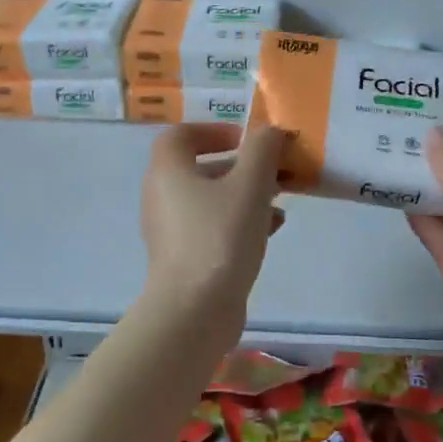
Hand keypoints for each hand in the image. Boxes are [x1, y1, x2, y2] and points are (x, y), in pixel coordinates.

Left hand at [139, 122, 286, 322]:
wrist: (195, 311)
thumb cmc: (220, 237)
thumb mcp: (250, 185)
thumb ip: (262, 150)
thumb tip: (270, 131)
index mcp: (168, 171)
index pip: (181, 135)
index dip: (214, 130)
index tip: (247, 140)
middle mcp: (162, 196)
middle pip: (200, 167)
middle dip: (241, 165)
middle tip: (274, 169)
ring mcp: (171, 230)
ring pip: (210, 199)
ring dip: (245, 194)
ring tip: (280, 199)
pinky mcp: (184, 258)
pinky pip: (212, 227)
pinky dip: (239, 221)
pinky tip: (271, 229)